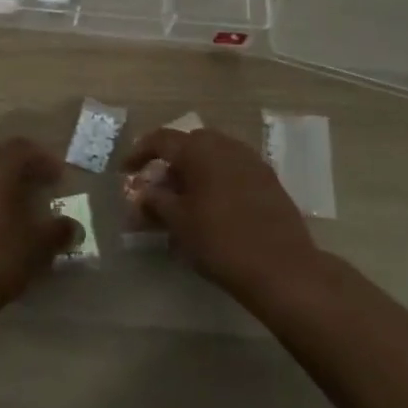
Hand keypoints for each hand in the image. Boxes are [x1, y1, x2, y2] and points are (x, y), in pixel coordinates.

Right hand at [122, 127, 321, 301]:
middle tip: (157, 188)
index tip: (126, 170)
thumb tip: (142, 194)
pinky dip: (216, 181)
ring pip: (213, 157)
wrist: (282, 268)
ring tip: (184, 201)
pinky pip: (233, 170)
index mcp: (200, 149)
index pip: (161, 139)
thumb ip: (155, 202)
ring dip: (194, 172)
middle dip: (170, 163)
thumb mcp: (178, 222)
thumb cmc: (220, 241)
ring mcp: (251, 161)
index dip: (140, 153)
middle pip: (189, 145)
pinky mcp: (268, 180)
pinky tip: (213, 208)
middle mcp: (226, 145)